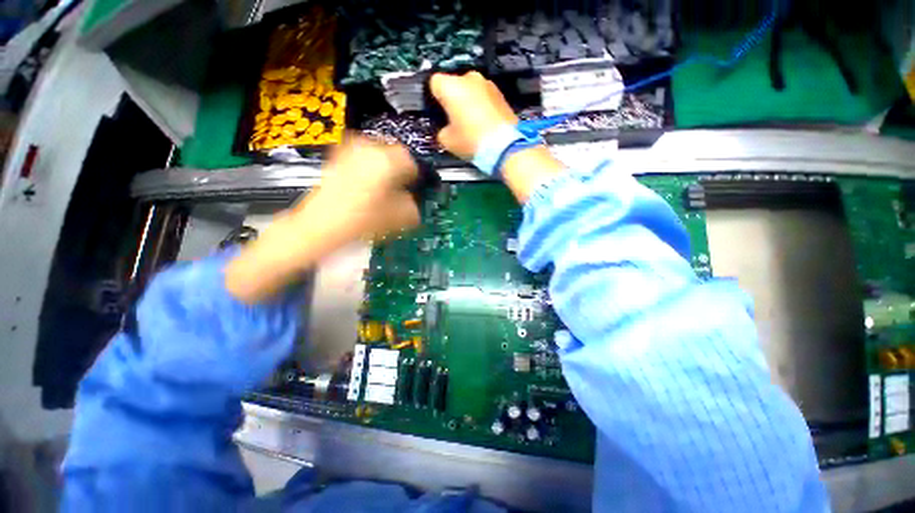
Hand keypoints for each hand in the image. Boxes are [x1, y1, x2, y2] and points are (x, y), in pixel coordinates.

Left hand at [297, 135, 420, 240]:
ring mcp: (349, 151)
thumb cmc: (360, 219)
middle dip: (397, 170)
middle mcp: (368, 150)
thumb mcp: (398, 217)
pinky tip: (365, 184)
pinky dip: (366, 166)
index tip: (413, 186)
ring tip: (381, 186)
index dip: (414, 176)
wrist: (322, 223)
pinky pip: (358, 156)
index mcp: (387, 161)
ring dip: (382, 167)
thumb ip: (412, 206)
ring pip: (375, 154)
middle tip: (398, 187)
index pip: (410, 161)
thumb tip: (412, 202)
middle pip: (392, 154)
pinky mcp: (336, 158)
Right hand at [430, 71, 517, 159]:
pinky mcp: (500, 94)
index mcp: (451, 86)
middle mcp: (469, 79)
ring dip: (468, 101)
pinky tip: (483, 123)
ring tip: (471, 123)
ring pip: (470, 89)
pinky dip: (482, 106)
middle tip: (454, 119)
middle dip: (452, 99)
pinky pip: (484, 96)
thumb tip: (445, 128)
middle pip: (454, 84)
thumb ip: (441, 130)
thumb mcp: (447, 140)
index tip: (437, 111)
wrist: (504, 146)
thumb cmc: (473, 141)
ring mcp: (487, 84)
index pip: (433, 83)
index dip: (433, 98)